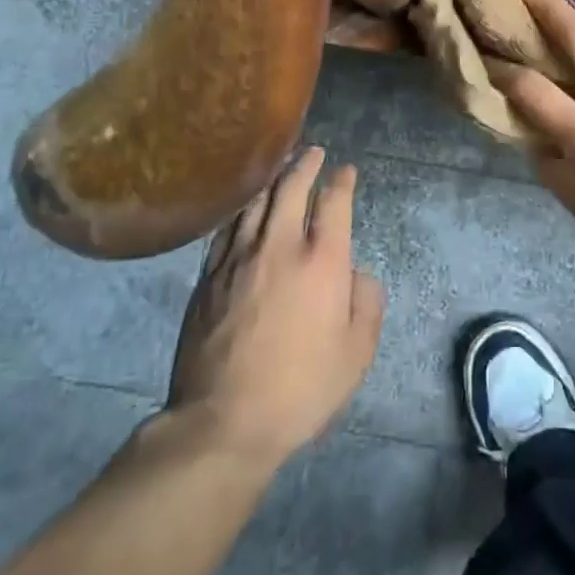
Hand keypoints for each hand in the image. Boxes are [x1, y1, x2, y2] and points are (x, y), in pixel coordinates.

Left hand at [161, 148, 383, 466]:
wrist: (224, 421)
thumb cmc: (302, 388)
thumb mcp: (357, 351)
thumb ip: (366, 302)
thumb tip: (355, 273)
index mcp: (321, 260)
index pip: (333, 202)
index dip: (341, 181)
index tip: (346, 170)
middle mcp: (278, 247)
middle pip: (290, 189)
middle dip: (304, 165)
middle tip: (312, 152)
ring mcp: (237, 260)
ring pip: (254, 204)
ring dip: (271, 180)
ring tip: (279, 169)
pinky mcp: (208, 278)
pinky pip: (226, 230)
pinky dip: (240, 211)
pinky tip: (243, 209)